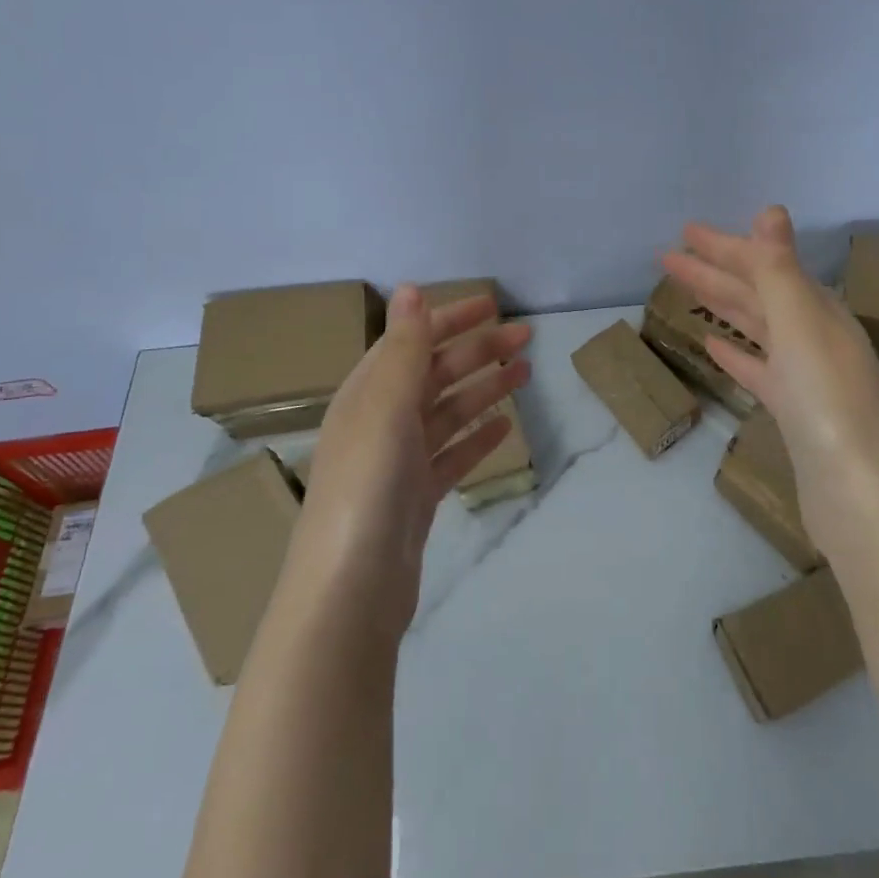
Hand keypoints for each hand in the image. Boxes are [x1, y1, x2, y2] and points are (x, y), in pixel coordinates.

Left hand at [295, 286, 531, 634]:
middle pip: (435, 374)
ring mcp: (399, 462)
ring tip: (525, 373)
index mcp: (367, 394)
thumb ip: (403, 348)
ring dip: (484, 388)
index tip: (494, 305)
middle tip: (527, 338)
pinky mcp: (417, 497)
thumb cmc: (367, 486)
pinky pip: (452, 454)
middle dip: (479, 351)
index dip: (450, 319)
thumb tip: (409, 288)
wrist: (351, 589)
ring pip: (448, 412)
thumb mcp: (385, 407)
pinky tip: (505, 426)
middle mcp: (380, 421)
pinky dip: (477, 436)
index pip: (412, 341)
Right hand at [662, 206, 878, 550]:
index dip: (725, 247)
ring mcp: (804, 375)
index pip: (765, 266)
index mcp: (819, 311)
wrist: (854, 490)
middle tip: (668, 257)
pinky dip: (735, 352)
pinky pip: (757, 368)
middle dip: (714, 272)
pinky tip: (711, 345)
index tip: (685, 232)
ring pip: (755, 327)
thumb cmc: (824, 400)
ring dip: (721, 305)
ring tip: (685, 290)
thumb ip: (779, 270)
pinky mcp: (793, 410)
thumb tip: (770, 211)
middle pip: (757, 294)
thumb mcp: (800, 324)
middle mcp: (814, 336)